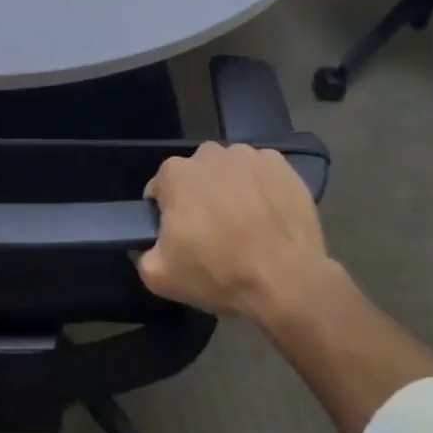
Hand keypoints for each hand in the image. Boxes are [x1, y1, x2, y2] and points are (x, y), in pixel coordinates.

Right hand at [138, 142, 331, 322]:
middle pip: (196, 177)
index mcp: (175, 173)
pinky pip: (262, 174)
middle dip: (201, 198)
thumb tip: (152, 245)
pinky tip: (269, 217)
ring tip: (247, 227)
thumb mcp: (162, 278)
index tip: (183, 240)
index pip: (161, 190)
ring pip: (230, 171)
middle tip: (215, 235)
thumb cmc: (220, 273)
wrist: (288, 279)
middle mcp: (208, 153)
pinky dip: (262, 189)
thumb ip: (144, 255)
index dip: (169, 216)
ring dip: (232, 191)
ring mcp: (247, 155)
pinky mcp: (280, 165)